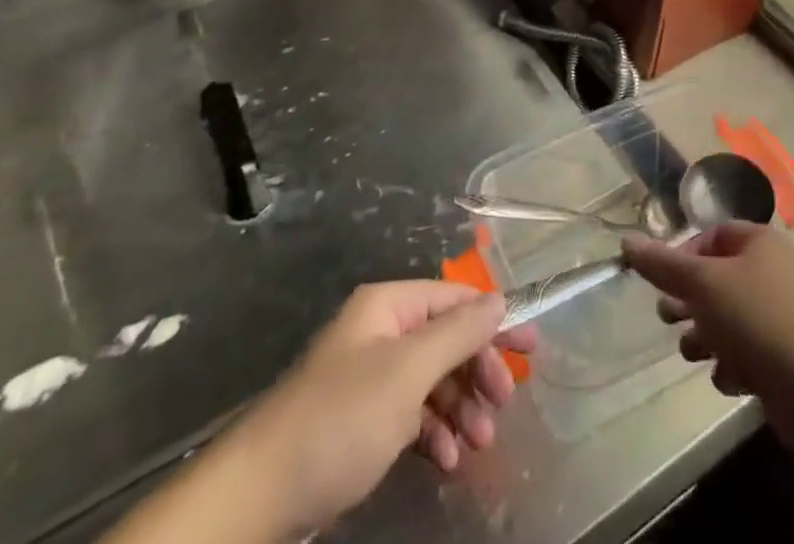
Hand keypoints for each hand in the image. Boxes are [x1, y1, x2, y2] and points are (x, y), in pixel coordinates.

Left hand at [217, 281, 534, 538]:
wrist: (262, 494)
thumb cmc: (341, 418)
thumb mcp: (407, 372)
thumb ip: (457, 333)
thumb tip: (498, 299)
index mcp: (388, 307)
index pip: (455, 299)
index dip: (494, 319)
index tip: (531, 347)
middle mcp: (381, 333)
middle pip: (446, 340)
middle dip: (477, 371)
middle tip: (504, 403)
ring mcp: (370, 378)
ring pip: (432, 381)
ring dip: (461, 408)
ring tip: (479, 444)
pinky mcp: (361, 422)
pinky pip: (412, 415)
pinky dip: (434, 433)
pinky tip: (447, 459)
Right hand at [623, 223, 793, 416]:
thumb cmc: (756, 318)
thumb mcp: (701, 284)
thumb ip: (662, 264)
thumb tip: (626, 242)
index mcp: (761, 241)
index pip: (714, 235)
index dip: (685, 254)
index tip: (664, 281)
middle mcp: (776, 271)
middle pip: (720, 278)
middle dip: (690, 301)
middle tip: (667, 318)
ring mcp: (787, 314)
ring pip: (732, 318)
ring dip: (707, 335)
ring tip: (692, 353)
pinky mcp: (791, 355)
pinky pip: (752, 350)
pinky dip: (734, 362)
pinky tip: (729, 378)